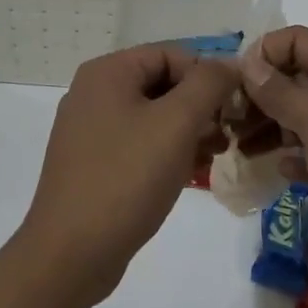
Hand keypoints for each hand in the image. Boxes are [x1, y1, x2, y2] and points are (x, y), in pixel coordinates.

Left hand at [19, 43, 238, 305]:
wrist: (71, 253)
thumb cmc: (126, 177)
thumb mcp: (176, 124)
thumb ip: (207, 85)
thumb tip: (229, 63)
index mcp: (106, 72)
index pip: (170, 54)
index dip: (207, 74)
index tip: (236, 105)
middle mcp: (93, 92)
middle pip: (160, 82)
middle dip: (199, 104)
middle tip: (230, 132)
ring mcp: (89, 130)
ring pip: (152, 115)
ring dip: (188, 129)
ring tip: (217, 153)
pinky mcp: (93, 163)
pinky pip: (138, 143)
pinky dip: (166, 150)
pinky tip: (191, 172)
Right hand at [242, 26, 307, 288]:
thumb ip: (281, 91)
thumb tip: (248, 62)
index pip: (297, 40)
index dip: (264, 54)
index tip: (235, 85)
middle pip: (296, 77)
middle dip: (260, 94)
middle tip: (227, 121)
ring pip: (302, 116)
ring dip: (270, 126)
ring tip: (239, 148)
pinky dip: (294, 155)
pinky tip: (278, 171)